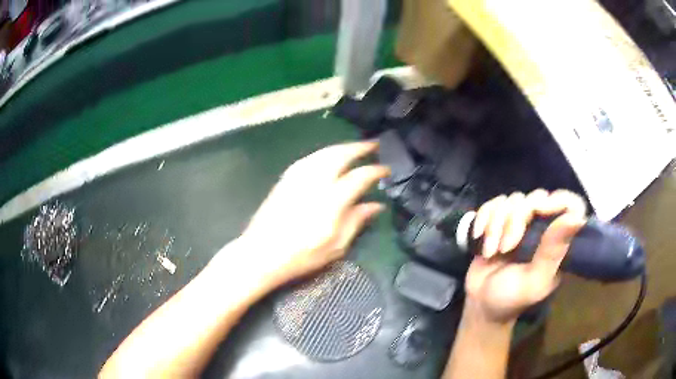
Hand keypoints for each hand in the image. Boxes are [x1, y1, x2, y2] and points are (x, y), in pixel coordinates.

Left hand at [235, 141, 388, 286]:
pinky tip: (327, 156)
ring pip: (323, 153)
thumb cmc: (301, 256)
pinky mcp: (285, 179)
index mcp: (331, 201)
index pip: (358, 177)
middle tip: (373, 144)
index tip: (385, 169)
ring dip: (341, 147)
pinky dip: (322, 153)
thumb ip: (356, 221)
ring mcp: (297, 178)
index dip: (375, 171)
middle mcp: (315, 183)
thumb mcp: (335, 246)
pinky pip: (308, 158)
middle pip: (340, 155)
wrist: (261, 254)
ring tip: (353, 147)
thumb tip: (376, 205)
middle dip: (359, 147)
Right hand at [465, 189, 586, 323]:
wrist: (481, 304)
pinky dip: (484, 217)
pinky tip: (479, 236)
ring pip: (512, 200)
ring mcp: (521, 222)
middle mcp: (543, 226)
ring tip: (491, 252)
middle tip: (505, 248)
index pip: (571, 205)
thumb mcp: (535, 280)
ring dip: (496, 225)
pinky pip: (494, 203)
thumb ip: (553, 251)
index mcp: (558, 241)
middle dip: (515, 221)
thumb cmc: (512, 298)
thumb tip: (578, 218)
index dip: (558, 200)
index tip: (538, 211)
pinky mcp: (500, 220)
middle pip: (536, 199)